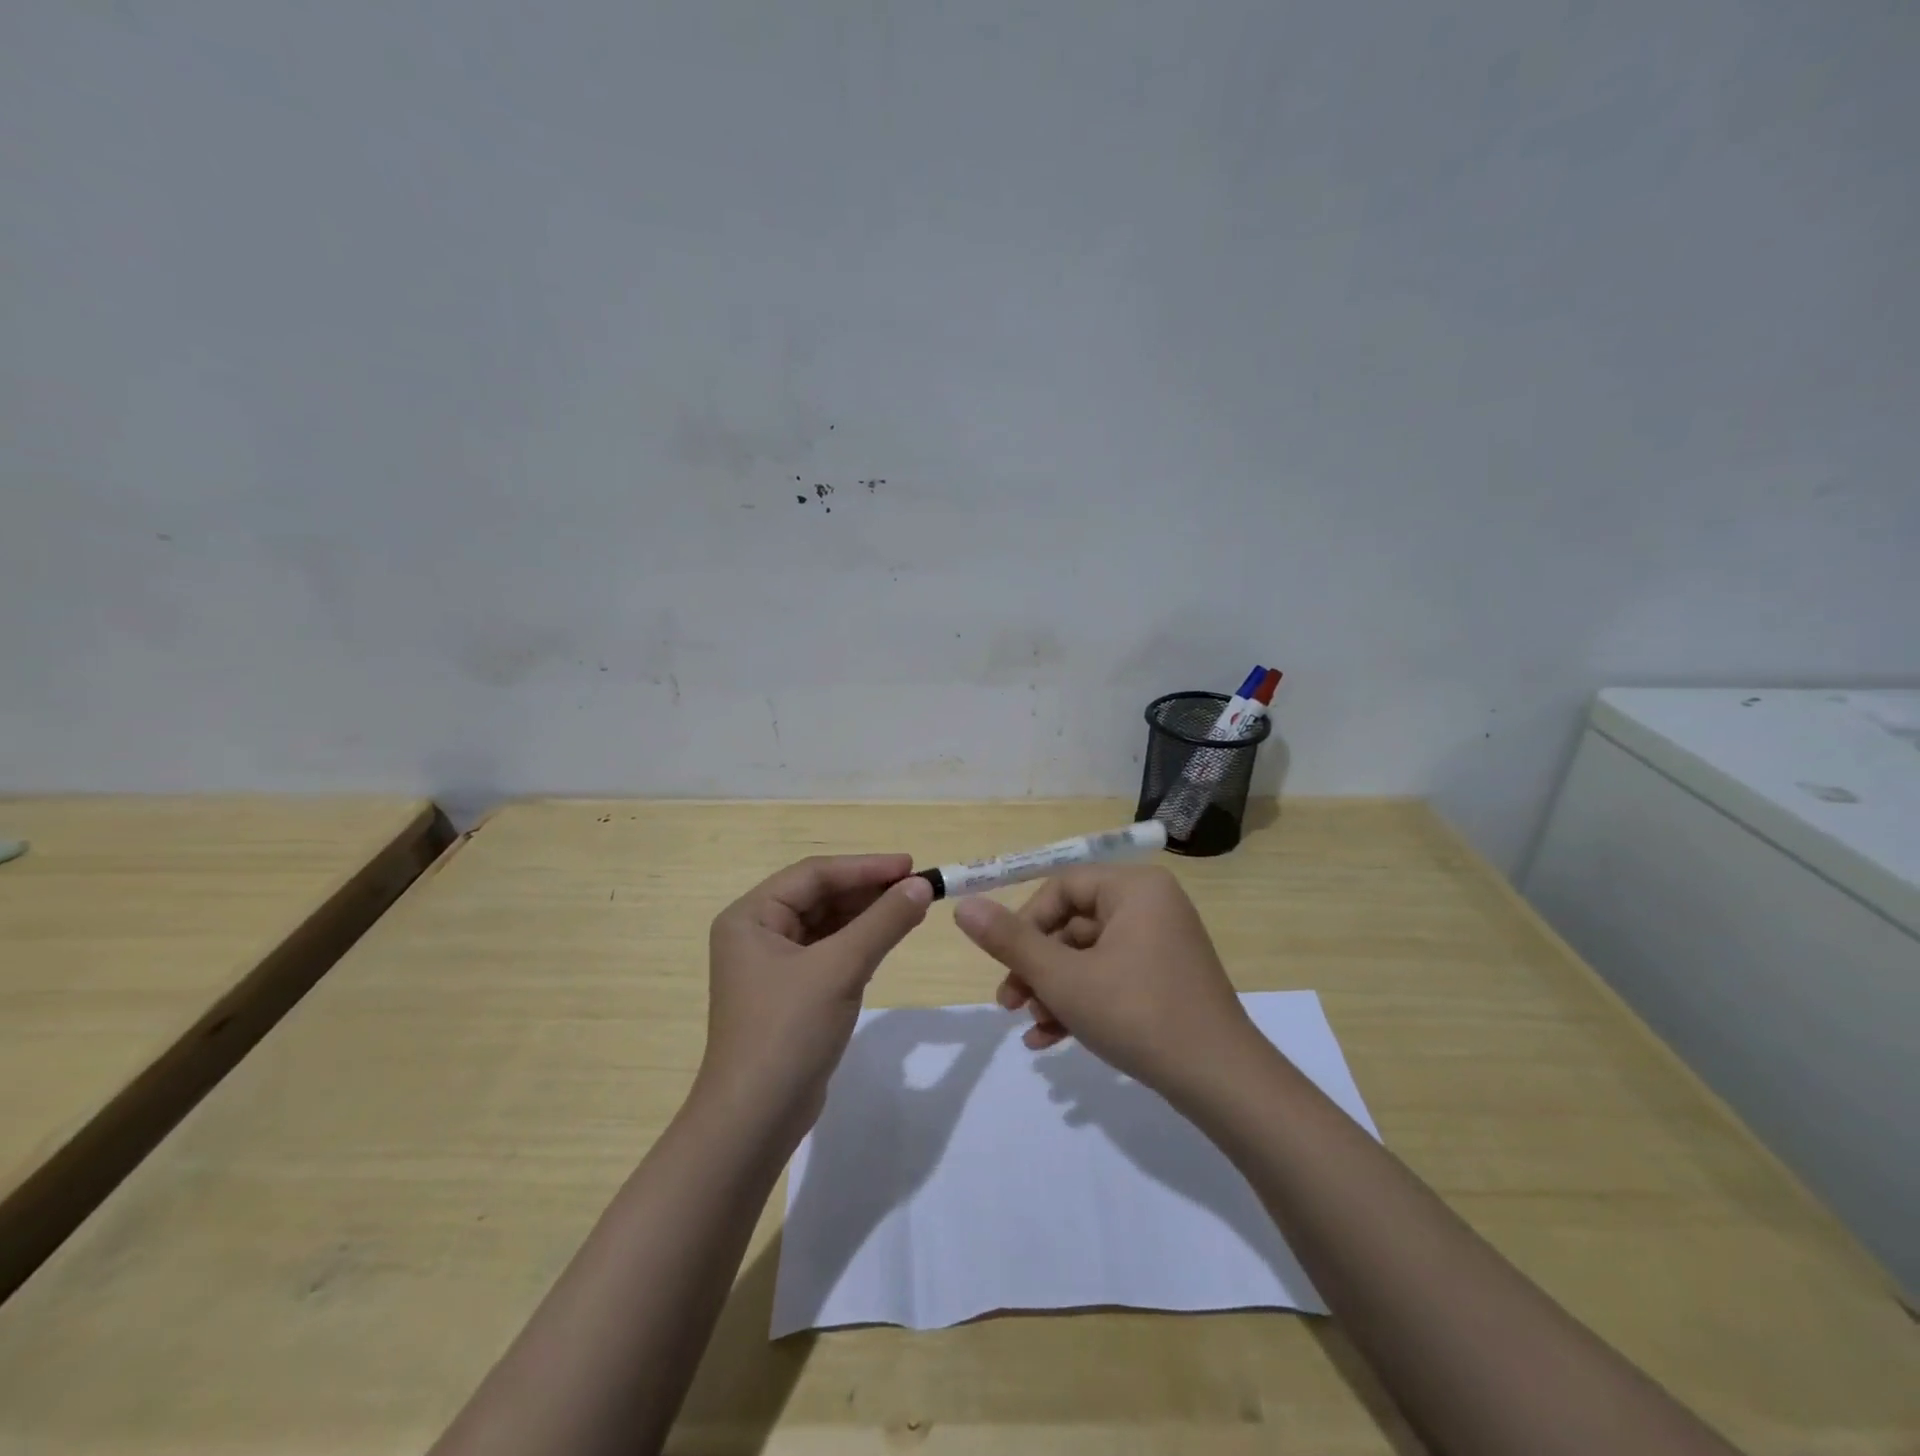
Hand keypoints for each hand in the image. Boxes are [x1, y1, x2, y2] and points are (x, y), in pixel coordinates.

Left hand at [699, 854, 932, 1139]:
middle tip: (917, 887)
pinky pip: (828, 952)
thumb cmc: (789, 1031)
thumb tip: (922, 886)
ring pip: (826, 924)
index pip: (814, 875)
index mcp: (751, 917)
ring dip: (866, 916)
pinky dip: (858, 943)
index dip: (865, 867)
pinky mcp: (789, 993)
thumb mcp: (840, 969)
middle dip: (868, 891)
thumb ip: (883, 922)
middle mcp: (756, 933)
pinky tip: (886, 939)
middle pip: (819, 896)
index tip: (911, 866)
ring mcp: (771, 965)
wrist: (755, 1119)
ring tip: (911, 908)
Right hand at [952, 864, 1257, 1101]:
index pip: (1062, 887)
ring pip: (1088, 957)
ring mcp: (1162, 944)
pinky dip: (1081, 1003)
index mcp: (1134, 889)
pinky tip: (1050, 1040)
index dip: (1025, 923)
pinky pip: (1112, 978)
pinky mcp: (1166, 980)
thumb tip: (964, 905)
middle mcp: (1151, 906)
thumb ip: (1010, 941)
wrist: (1222, 1083)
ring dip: (1054, 991)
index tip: (1005, 963)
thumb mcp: (1063, 978)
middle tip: (1010, 1004)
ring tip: (1033, 1029)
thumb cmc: (1137, 1014)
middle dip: (1036, 967)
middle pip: (1073, 924)